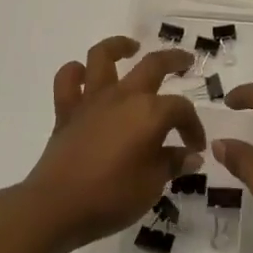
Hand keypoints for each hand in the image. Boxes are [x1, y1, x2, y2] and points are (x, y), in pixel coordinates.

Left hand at [20, 36, 206, 251]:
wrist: (56, 207)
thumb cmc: (111, 197)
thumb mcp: (152, 185)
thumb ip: (172, 164)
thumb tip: (191, 155)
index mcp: (150, 113)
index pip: (181, 109)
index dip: (193, 126)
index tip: (195, 147)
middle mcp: (123, 96)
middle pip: (153, 65)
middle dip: (174, 60)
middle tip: (186, 61)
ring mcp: (92, 100)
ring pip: (103, 56)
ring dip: (119, 46)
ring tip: (131, 48)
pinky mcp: (66, 111)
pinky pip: (68, 80)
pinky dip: (76, 73)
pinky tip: (86, 76)